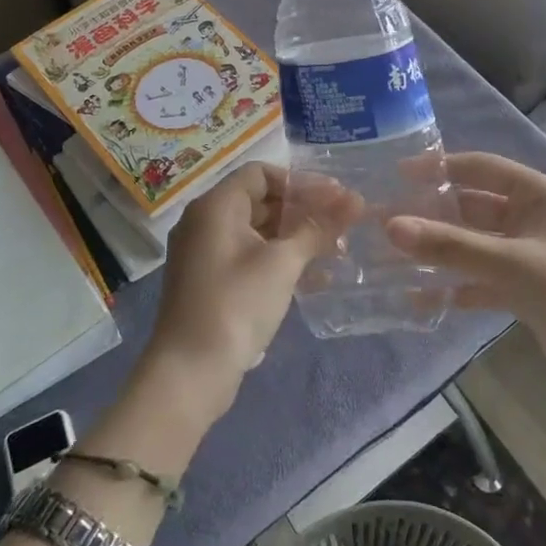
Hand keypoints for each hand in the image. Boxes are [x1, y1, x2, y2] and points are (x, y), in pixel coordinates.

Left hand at [144, 163, 359, 419]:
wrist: (190, 372)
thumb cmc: (236, 304)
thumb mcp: (283, 262)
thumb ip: (318, 228)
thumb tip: (355, 201)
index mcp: (216, 205)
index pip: (261, 173)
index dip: (300, 181)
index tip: (334, 197)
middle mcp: (206, 221)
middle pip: (261, 200)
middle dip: (304, 210)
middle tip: (343, 222)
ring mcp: (206, 253)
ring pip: (259, 231)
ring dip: (297, 237)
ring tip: (337, 250)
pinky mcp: (211, 281)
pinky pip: (250, 256)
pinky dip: (280, 260)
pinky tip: (316, 278)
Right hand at [385, 153, 545, 409]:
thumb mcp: (512, 264)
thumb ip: (451, 246)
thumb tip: (390, 225)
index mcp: (540, 195)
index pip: (482, 168)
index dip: (440, 168)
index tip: (397, 175)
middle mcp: (535, 218)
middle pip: (475, 208)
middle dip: (434, 215)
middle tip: (387, 222)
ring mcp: (532, 256)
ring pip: (477, 245)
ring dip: (443, 252)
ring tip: (395, 258)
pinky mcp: (530, 290)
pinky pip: (486, 279)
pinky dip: (460, 285)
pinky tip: (425, 297)